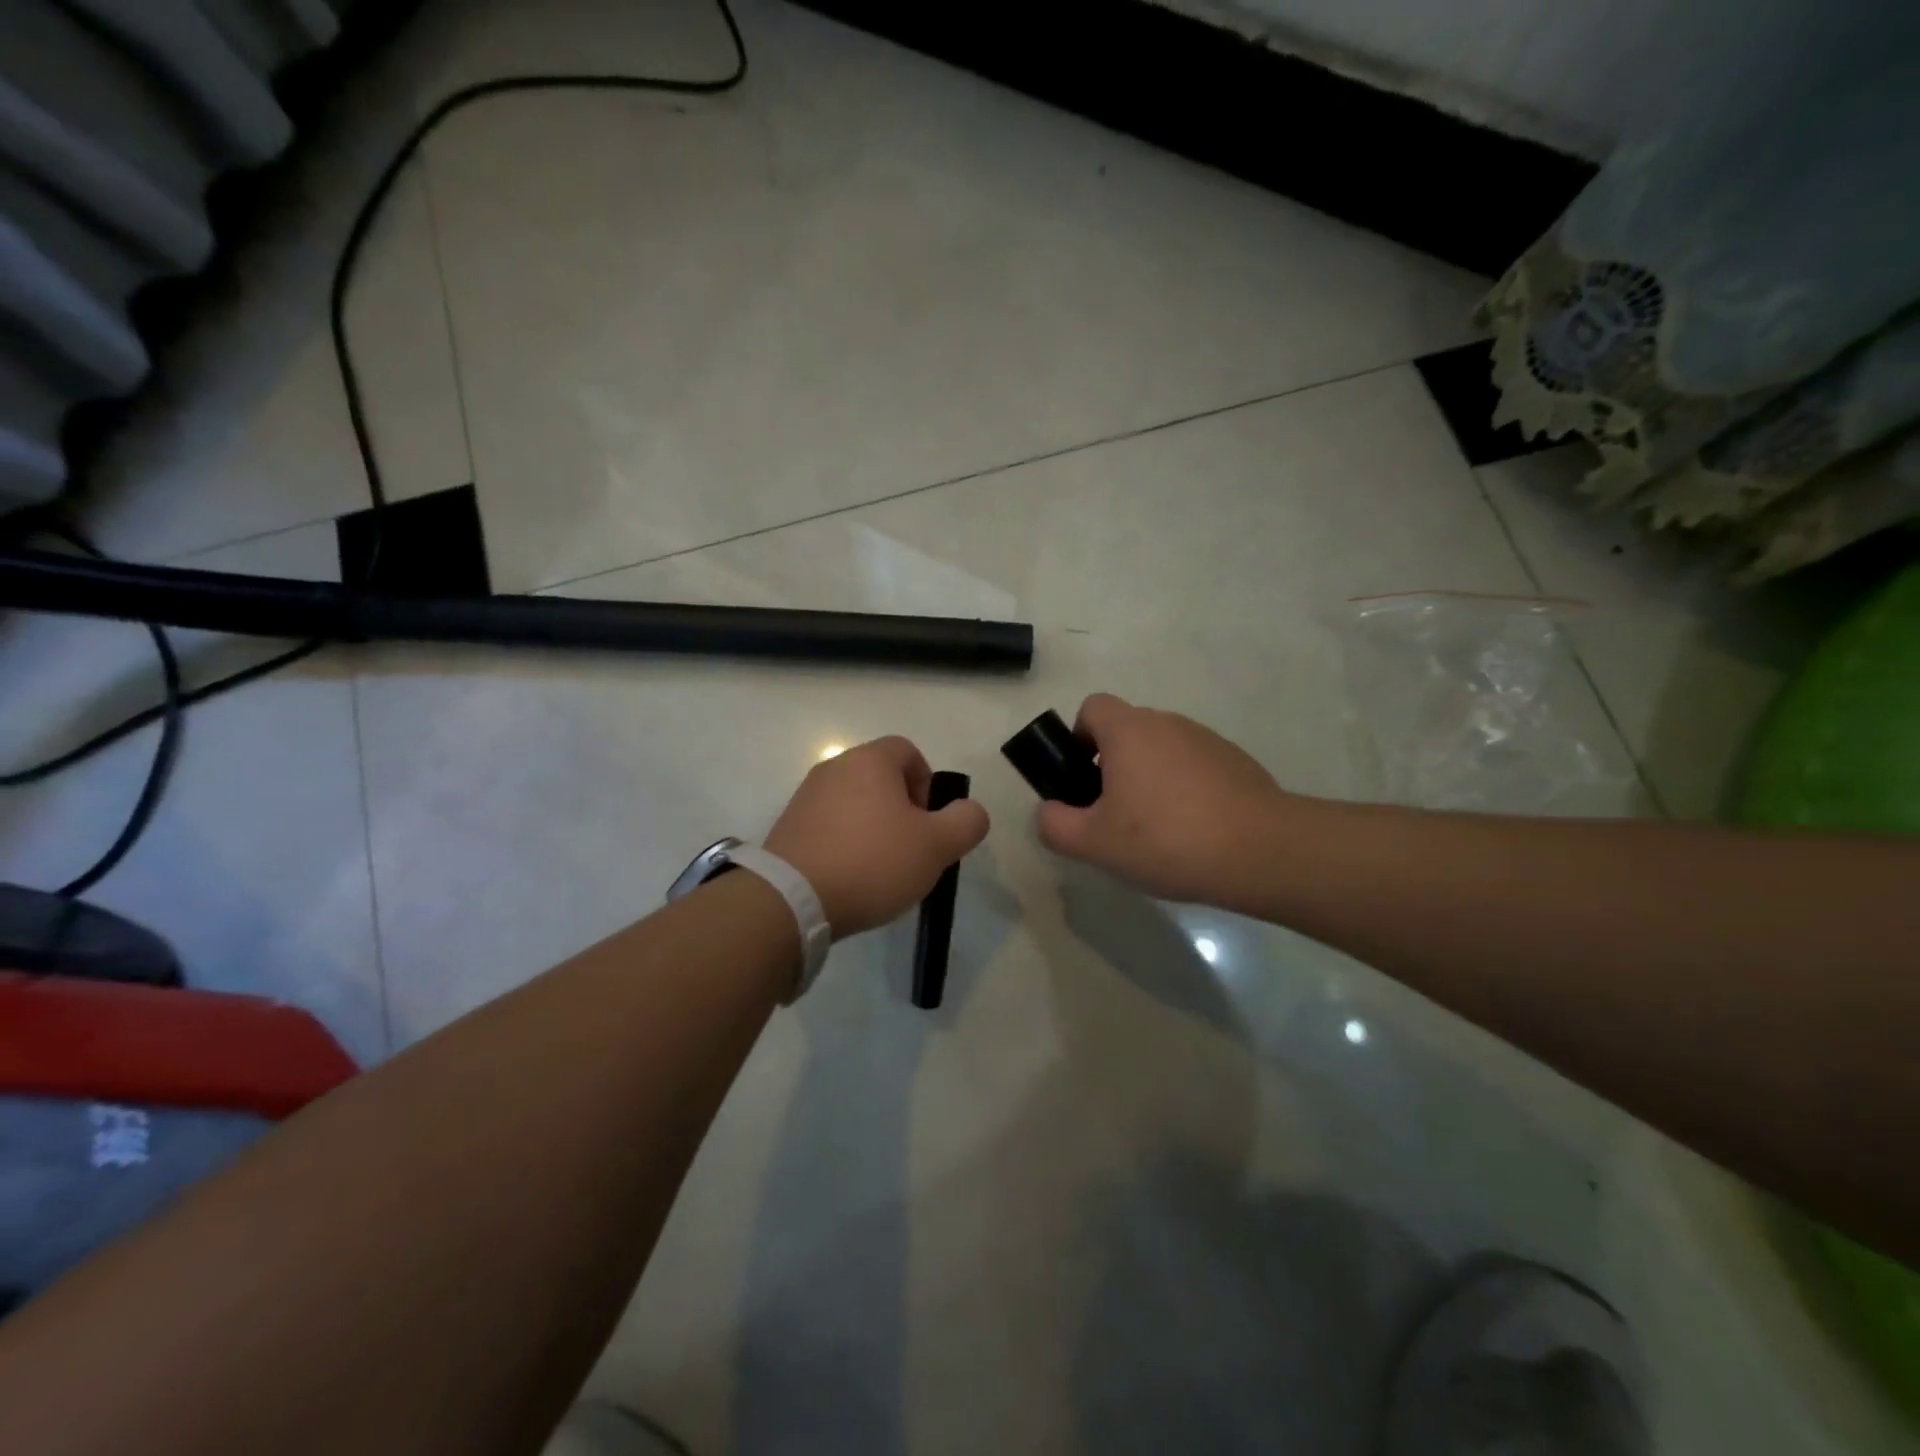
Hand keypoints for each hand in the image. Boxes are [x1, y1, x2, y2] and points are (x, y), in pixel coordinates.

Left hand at [765, 736, 989, 937]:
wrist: (793, 898)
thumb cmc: (873, 861)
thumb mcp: (937, 845)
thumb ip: (966, 822)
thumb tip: (970, 811)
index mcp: (870, 760)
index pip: (909, 752)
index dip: (927, 784)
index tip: (928, 822)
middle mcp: (834, 768)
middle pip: (880, 778)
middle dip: (902, 810)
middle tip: (910, 849)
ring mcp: (805, 797)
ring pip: (854, 803)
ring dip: (873, 828)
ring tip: (879, 870)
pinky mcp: (787, 827)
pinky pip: (828, 826)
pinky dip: (845, 844)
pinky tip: (849, 878)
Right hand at [1037, 694, 1289, 905]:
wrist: (1262, 851)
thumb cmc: (1166, 838)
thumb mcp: (1094, 843)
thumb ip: (1055, 824)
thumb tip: (1049, 811)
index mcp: (1129, 730)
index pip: (1091, 708)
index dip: (1078, 738)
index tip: (1083, 779)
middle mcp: (1167, 722)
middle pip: (1126, 731)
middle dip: (1112, 766)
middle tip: (1115, 815)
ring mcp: (1206, 739)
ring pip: (1161, 750)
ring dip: (1150, 778)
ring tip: (1157, 831)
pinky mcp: (1236, 761)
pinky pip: (1194, 767)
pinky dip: (1185, 789)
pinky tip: (1193, 831)